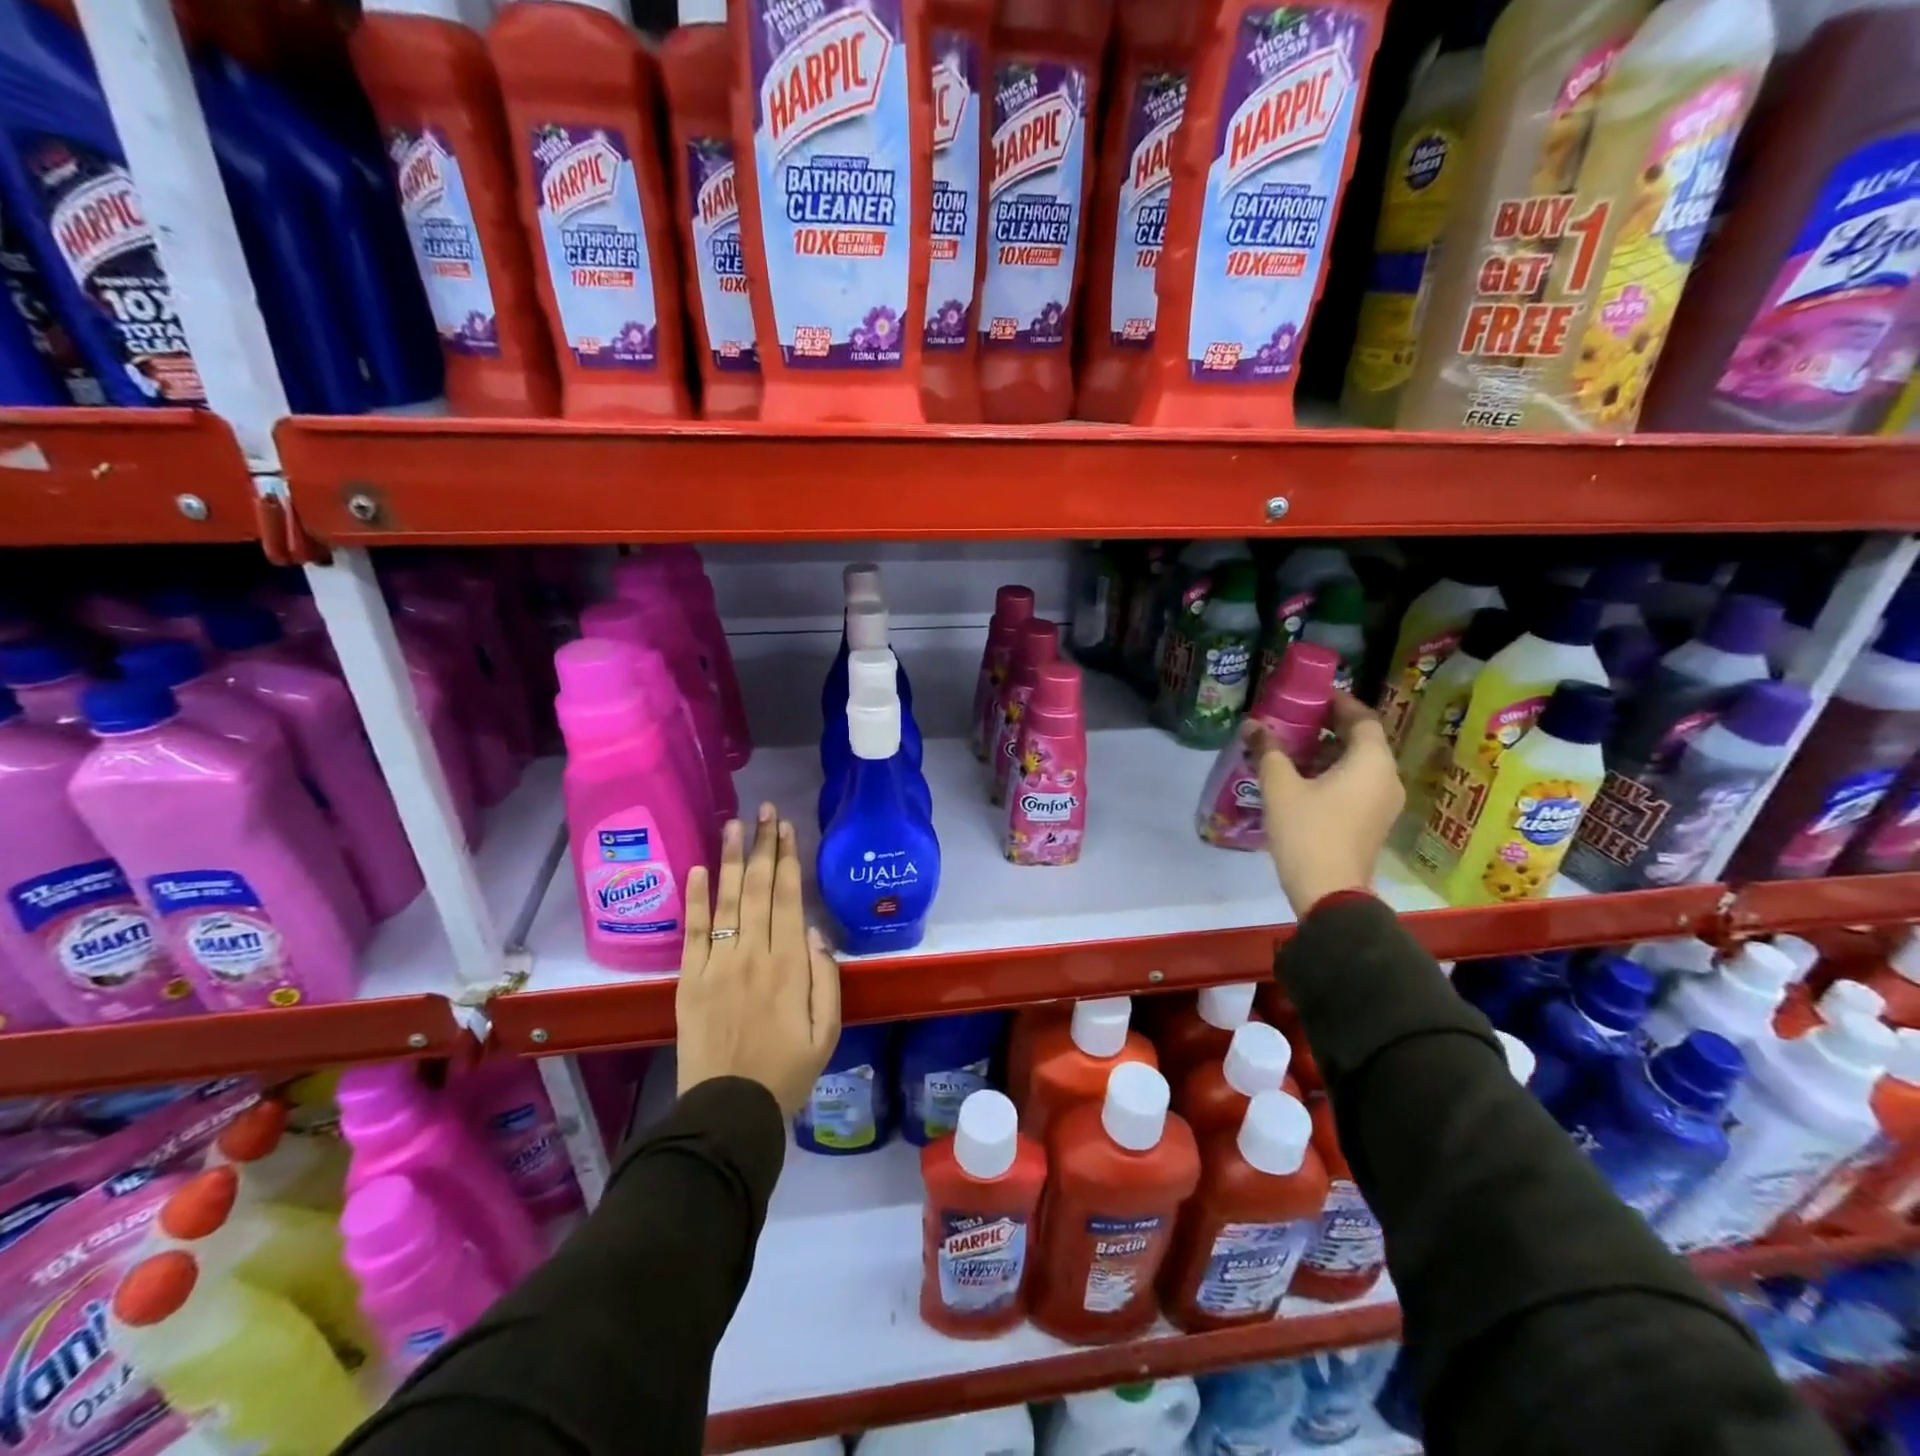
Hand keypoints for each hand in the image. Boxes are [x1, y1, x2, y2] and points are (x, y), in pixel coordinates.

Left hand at [677, 803, 841, 1118]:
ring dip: (731, 859)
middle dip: (763, 846)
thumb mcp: (827, 1031)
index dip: (788, 859)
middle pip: (759, 889)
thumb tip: (814, 932)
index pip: (788, 898)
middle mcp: (753, 954)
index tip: (786, 828)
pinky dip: (694, 899)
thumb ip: (826, 978)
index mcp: (789, 965)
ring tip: (733, 823)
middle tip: (764, 810)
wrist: (729, 1111)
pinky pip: (692, 932)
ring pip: (726, 900)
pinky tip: (696, 869)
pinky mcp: (689, 980)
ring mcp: (717, 965)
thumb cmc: (787, 1072)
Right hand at [1248, 692, 1403, 912]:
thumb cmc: (1308, 831)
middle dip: (1329, 726)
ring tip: (1291, 748)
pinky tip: (1301, 778)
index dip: (1337, 702)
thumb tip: (1252, 725)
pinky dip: (1333, 773)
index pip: (1361, 717)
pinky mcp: (1372, 822)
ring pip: (1359, 764)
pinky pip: (1357, 784)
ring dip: (1328, 752)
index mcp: (1371, 761)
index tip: (1310, 695)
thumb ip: (1268, 751)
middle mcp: (1386, 777)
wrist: (1329, 892)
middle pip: (1362, 740)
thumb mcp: (1280, 787)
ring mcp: (1383, 802)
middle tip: (1294, 719)